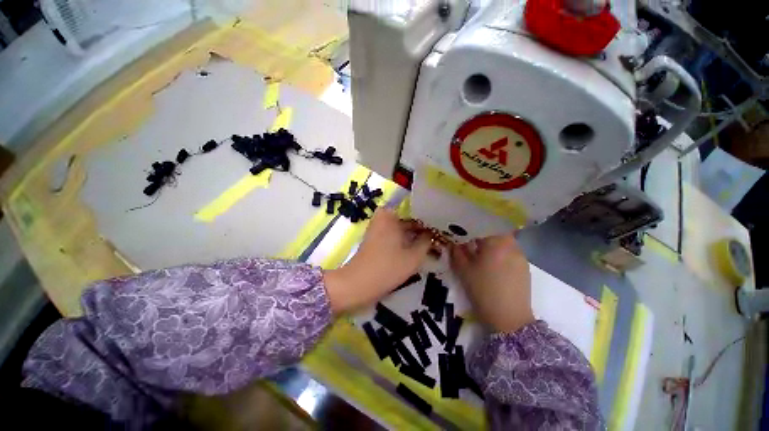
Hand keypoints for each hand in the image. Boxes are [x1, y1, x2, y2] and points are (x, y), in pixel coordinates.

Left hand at [324, 209, 433, 312]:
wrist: (358, 284)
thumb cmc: (387, 268)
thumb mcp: (413, 256)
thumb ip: (426, 242)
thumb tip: (433, 233)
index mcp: (391, 215)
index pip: (415, 210)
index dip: (429, 218)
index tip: (441, 226)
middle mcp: (383, 216)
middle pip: (408, 218)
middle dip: (422, 228)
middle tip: (438, 236)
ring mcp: (378, 226)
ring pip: (402, 227)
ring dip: (414, 234)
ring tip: (431, 242)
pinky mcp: (376, 237)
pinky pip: (394, 233)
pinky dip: (404, 238)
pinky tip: (417, 246)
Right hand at [450, 233, 534, 332]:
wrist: (509, 319)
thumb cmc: (483, 291)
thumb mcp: (463, 270)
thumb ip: (456, 252)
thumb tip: (452, 241)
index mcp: (496, 243)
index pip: (484, 224)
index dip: (472, 224)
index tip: (463, 229)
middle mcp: (512, 245)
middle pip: (496, 230)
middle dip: (482, 233)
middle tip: (471, 241)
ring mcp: (521, 256)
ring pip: (504, 241)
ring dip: (493, 243)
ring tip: (482, 252)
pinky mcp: (525, 267)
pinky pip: (511, 251)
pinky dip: (501, 252)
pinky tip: (494, 264)